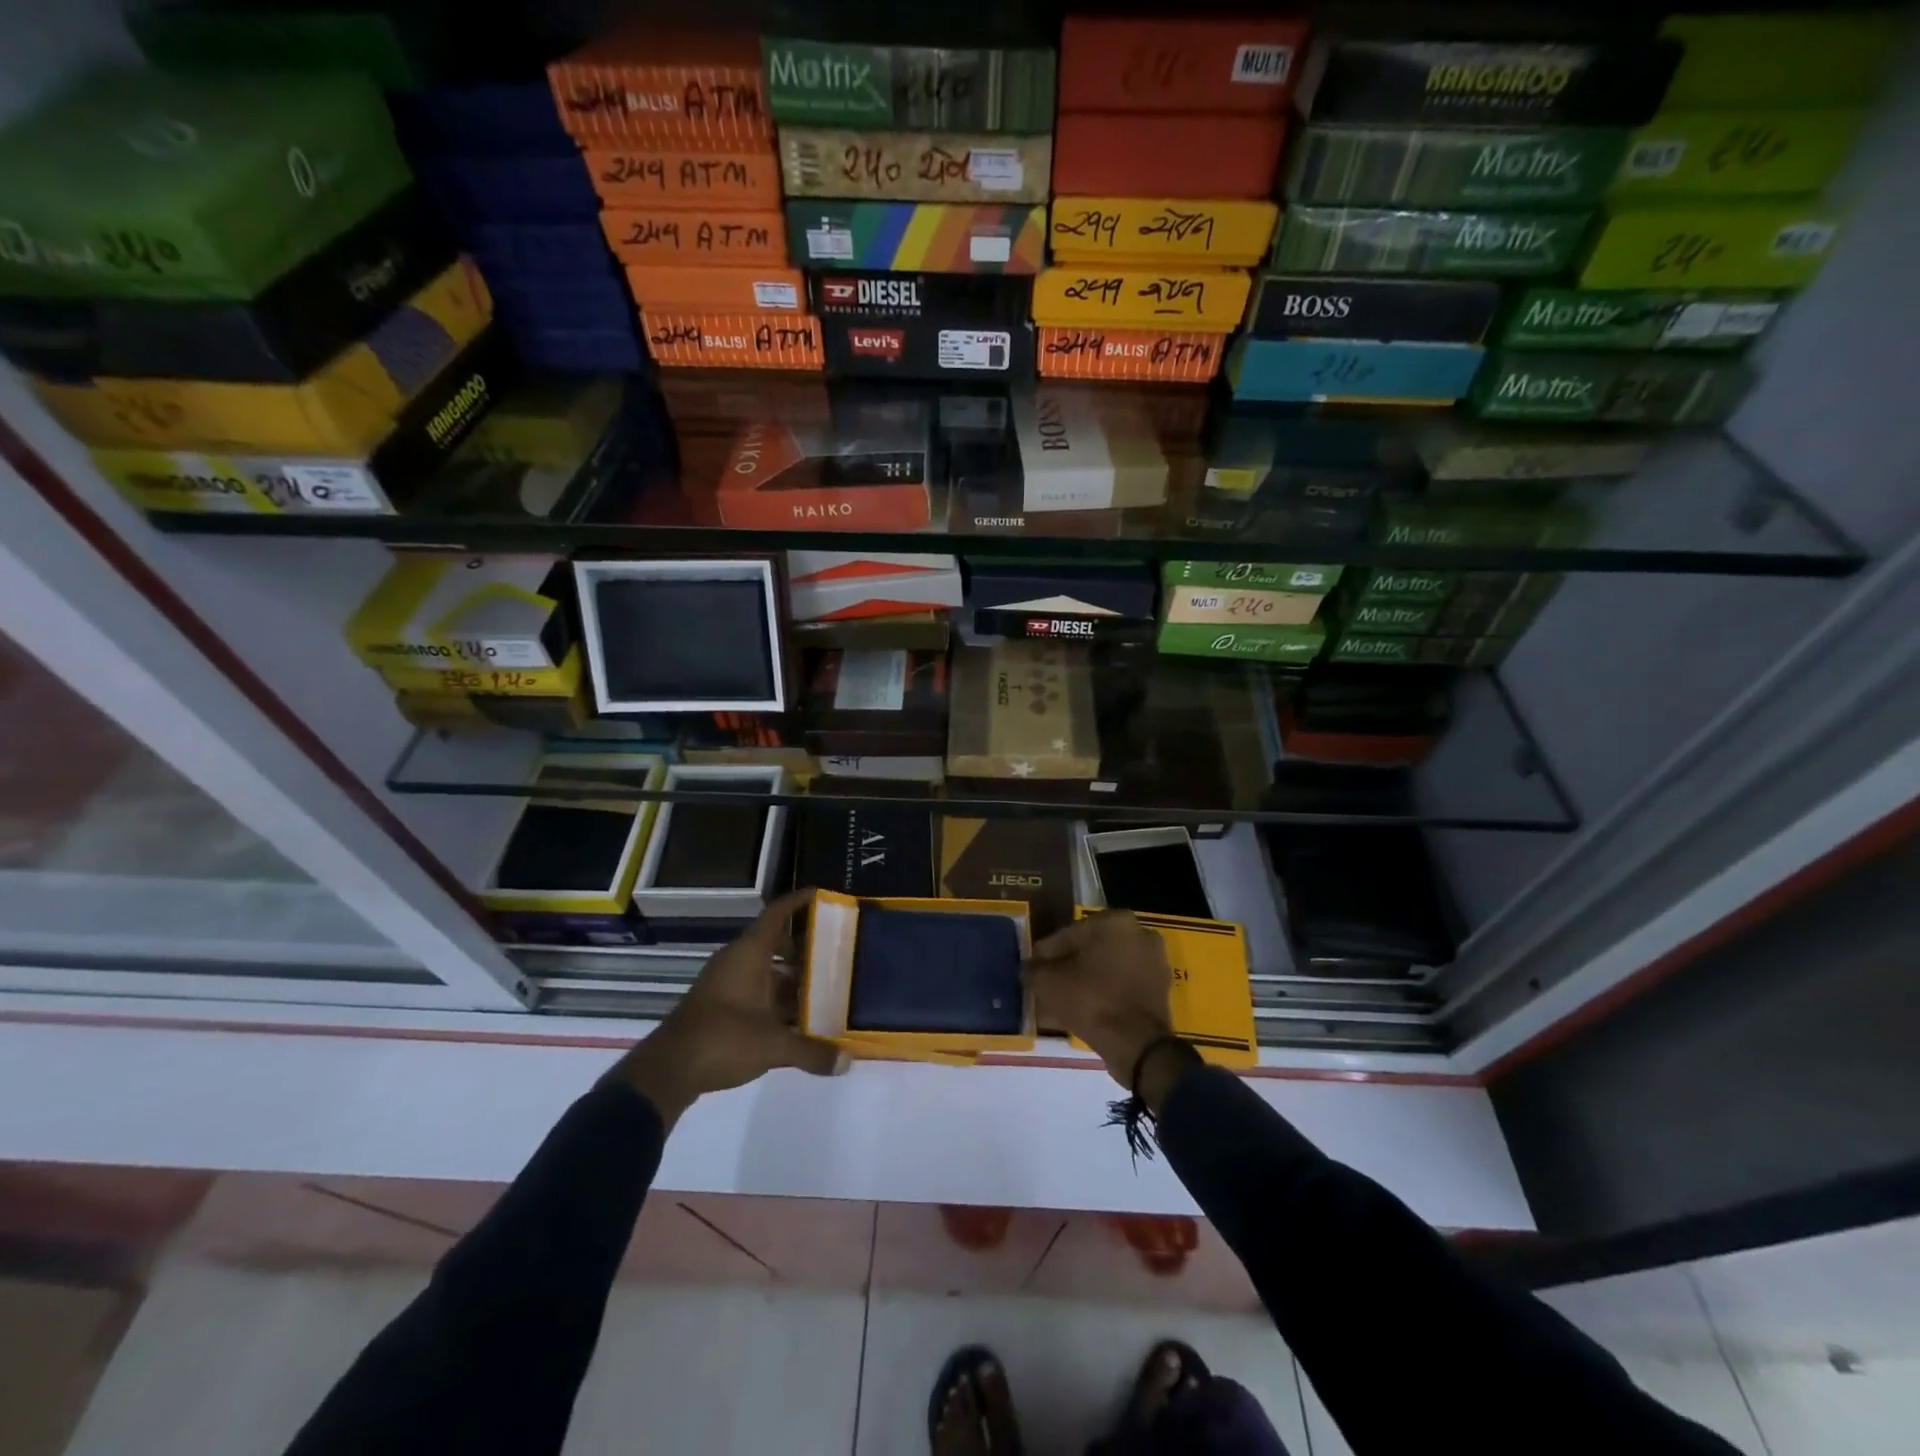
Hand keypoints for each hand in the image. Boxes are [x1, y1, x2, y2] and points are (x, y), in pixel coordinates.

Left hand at [610, 889, 843, 1126]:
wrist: (668, 1071)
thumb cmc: (723, 1039)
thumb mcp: (773, 1045)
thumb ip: (812, 1051)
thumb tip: (847, 1062)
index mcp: (749, 954)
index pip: (777, 914)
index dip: (800, 901)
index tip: (825, 895)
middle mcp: (737, 962)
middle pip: (777, 944)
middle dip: (807, 948)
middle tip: (839, 952)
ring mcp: (727, 985)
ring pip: (768, 972)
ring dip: (794, 980)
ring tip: (828, 989)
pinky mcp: (721, 1008)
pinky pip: (757, 993)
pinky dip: (778, 1001)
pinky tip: (800, 1020)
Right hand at [1025, 911, 1174, 1090]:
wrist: (1137, 1044)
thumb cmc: (1090, 1000)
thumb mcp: (1048, 982)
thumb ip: (1034, 969)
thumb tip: (1028, 968)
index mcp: (1115, 921)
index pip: (1069, 933)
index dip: (1047, 953)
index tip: (1033, 970)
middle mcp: (1139, 933)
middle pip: (1091, 949)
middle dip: (1069, 966)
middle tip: (1048, 985)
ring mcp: (1154, 962)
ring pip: (1108, 968)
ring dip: (1086, 981)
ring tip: (1063, 1002)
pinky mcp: (1160, 989)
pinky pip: (1123, 986)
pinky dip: (1105, 995)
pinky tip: (1083, 1012)